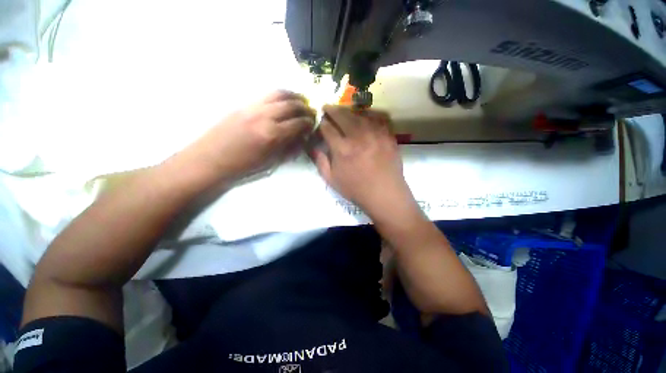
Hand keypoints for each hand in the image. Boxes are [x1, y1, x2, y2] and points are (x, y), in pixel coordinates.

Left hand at [186, 90, 315, 181]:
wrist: (210, 160)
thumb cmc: (243, 166)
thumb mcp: (271, 161)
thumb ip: (290, 148)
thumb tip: (303, 137)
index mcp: (272, 134)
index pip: (299, 123)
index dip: (309, 122)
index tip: (314, 124)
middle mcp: (264, 116)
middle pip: (292, 104)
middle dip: (306, 107)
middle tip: (311, 112)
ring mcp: (253, 107)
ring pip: (279, 93)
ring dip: (294, 96)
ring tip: (302, 101)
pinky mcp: (244, 104)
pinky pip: (267, 95)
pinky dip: (281, 95)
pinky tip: (285, 101)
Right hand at [311, 105, 413, 216]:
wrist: (385, 194)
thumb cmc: (356, 189)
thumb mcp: (332, 180)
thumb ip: (320, 162)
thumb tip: (311, 147)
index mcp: (342, 148)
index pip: (327, 128)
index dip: (321, 122)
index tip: (320, 120)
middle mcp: (358, 136)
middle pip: (342, 115)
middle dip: (332, 109)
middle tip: (327, 107)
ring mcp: (375, 134)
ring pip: (359, 114)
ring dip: (348, 111)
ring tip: (343, 112)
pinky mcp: (388, 135)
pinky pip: (377, 118)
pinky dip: (368, 115)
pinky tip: (364, 117)